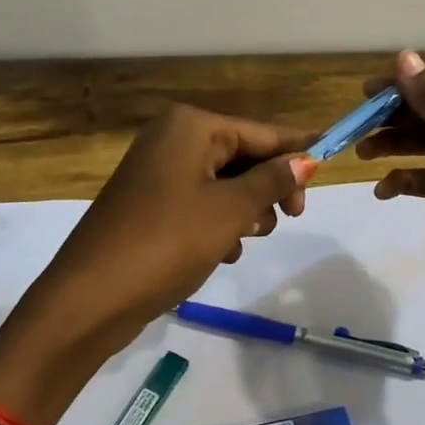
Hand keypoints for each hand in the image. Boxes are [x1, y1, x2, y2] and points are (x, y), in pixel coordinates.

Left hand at [10, 104, 317, 376]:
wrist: (90, 297)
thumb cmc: (167, 242)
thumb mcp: (229, 210)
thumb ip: (272, 181)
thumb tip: (307, 160)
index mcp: (190, 127)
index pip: (260, 132)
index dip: (297, 149)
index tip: (333, 161)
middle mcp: (172, 139)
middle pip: (242, 156)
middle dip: (268, 187)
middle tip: (292, 217)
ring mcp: (157, 173)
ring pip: (224, 184)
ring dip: (244, 210)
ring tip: (245, 240)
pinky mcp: (150, 205)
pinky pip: (200, 204)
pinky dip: (218, 224)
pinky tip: (222, 252)